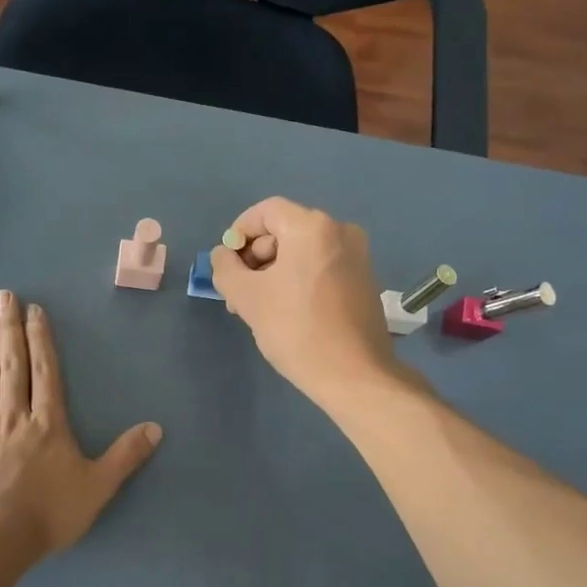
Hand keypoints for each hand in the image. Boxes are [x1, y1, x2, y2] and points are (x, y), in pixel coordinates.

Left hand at [0, 289, 160, 555]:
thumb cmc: (49, 513)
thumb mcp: (98, 487)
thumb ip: (125, 456)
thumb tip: (156, 428)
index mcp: (48, 423)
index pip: (45, 372)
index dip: (40, 339)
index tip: (33, 311)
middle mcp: (14, 416)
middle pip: (12, 366)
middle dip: (9, 329)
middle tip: (2, 296)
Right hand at [209, 197, 406, 409]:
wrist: (354, 375)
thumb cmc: (296, 330)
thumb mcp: (247, 297)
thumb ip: (226, 268)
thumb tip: (224, 255)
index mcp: (313, 227)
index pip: (265, 212)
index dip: (239, 232)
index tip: (226, 263)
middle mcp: (340, 232)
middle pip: (284, 232)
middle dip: (255, 260)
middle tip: (237, 295)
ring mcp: (357, 257)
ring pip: (301, 254)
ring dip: (273, 275)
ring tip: (256, 309)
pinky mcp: (363, 281)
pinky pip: (320, 268)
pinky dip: (297, 282)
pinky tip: (285, 313)